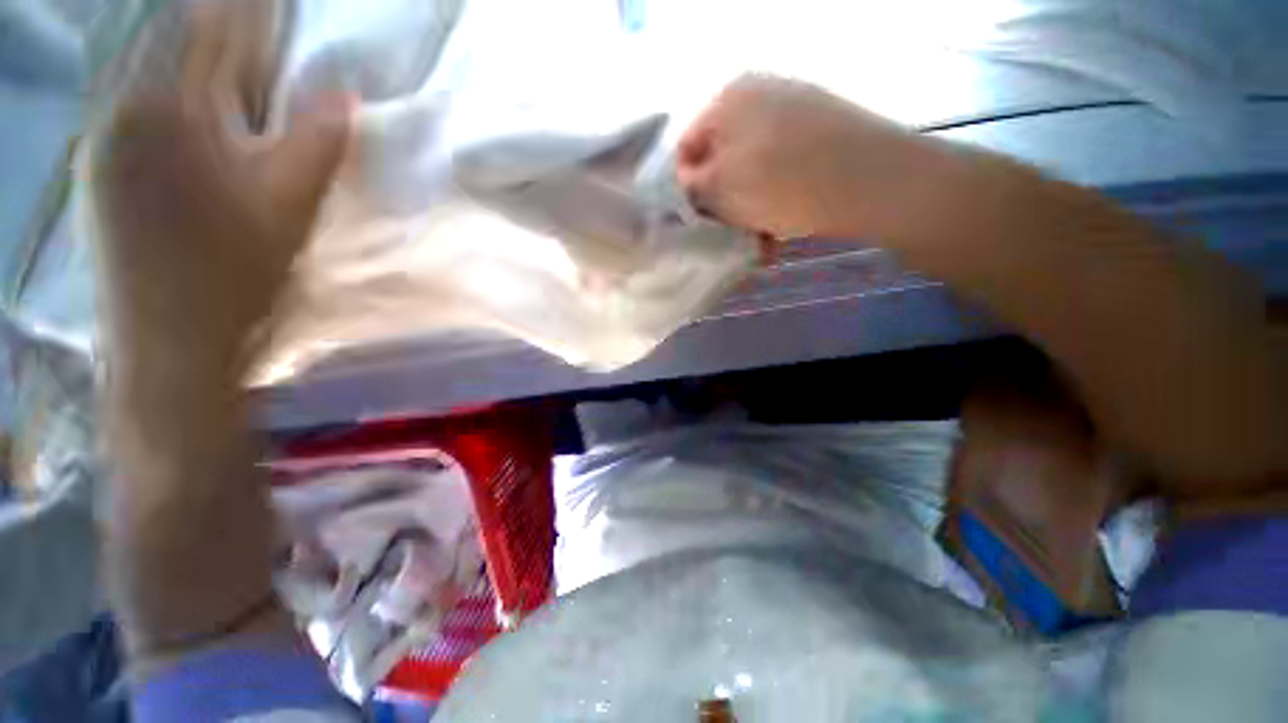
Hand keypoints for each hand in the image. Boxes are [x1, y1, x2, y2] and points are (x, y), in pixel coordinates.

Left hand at [91, 0, 349, 376]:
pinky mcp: (97, 158)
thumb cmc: (234, 275)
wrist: (167, 341)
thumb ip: (316, 141)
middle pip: (176, 35)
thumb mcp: (290, 208)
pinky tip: (195, 100)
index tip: (279, 6)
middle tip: (259, 25)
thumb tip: (342, 92)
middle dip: (224, 24)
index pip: (213, 25)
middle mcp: (123, 105)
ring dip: (196, 53)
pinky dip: (169, 82)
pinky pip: (133, 93)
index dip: (252, 8)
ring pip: (150, 62)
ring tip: (234, 58)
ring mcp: (103, 131)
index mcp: (170, 109)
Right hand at [676, 75, 943, 240]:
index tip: (699, 222)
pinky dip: (775, 198)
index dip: (687, 190)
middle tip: (732, 234)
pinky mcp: (820, 129)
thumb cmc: (783, 184)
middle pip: (722, 160)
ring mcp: (793, 109)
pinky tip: (782, 225)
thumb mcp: (721, 189)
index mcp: (728, 100)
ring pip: (752, 169)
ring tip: (761, 238)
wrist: (873, 179)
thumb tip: (683, 185)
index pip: (686, 149)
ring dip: (750, 208)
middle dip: (723, 202)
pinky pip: (781, 168)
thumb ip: (691, 188)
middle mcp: (759, 95)